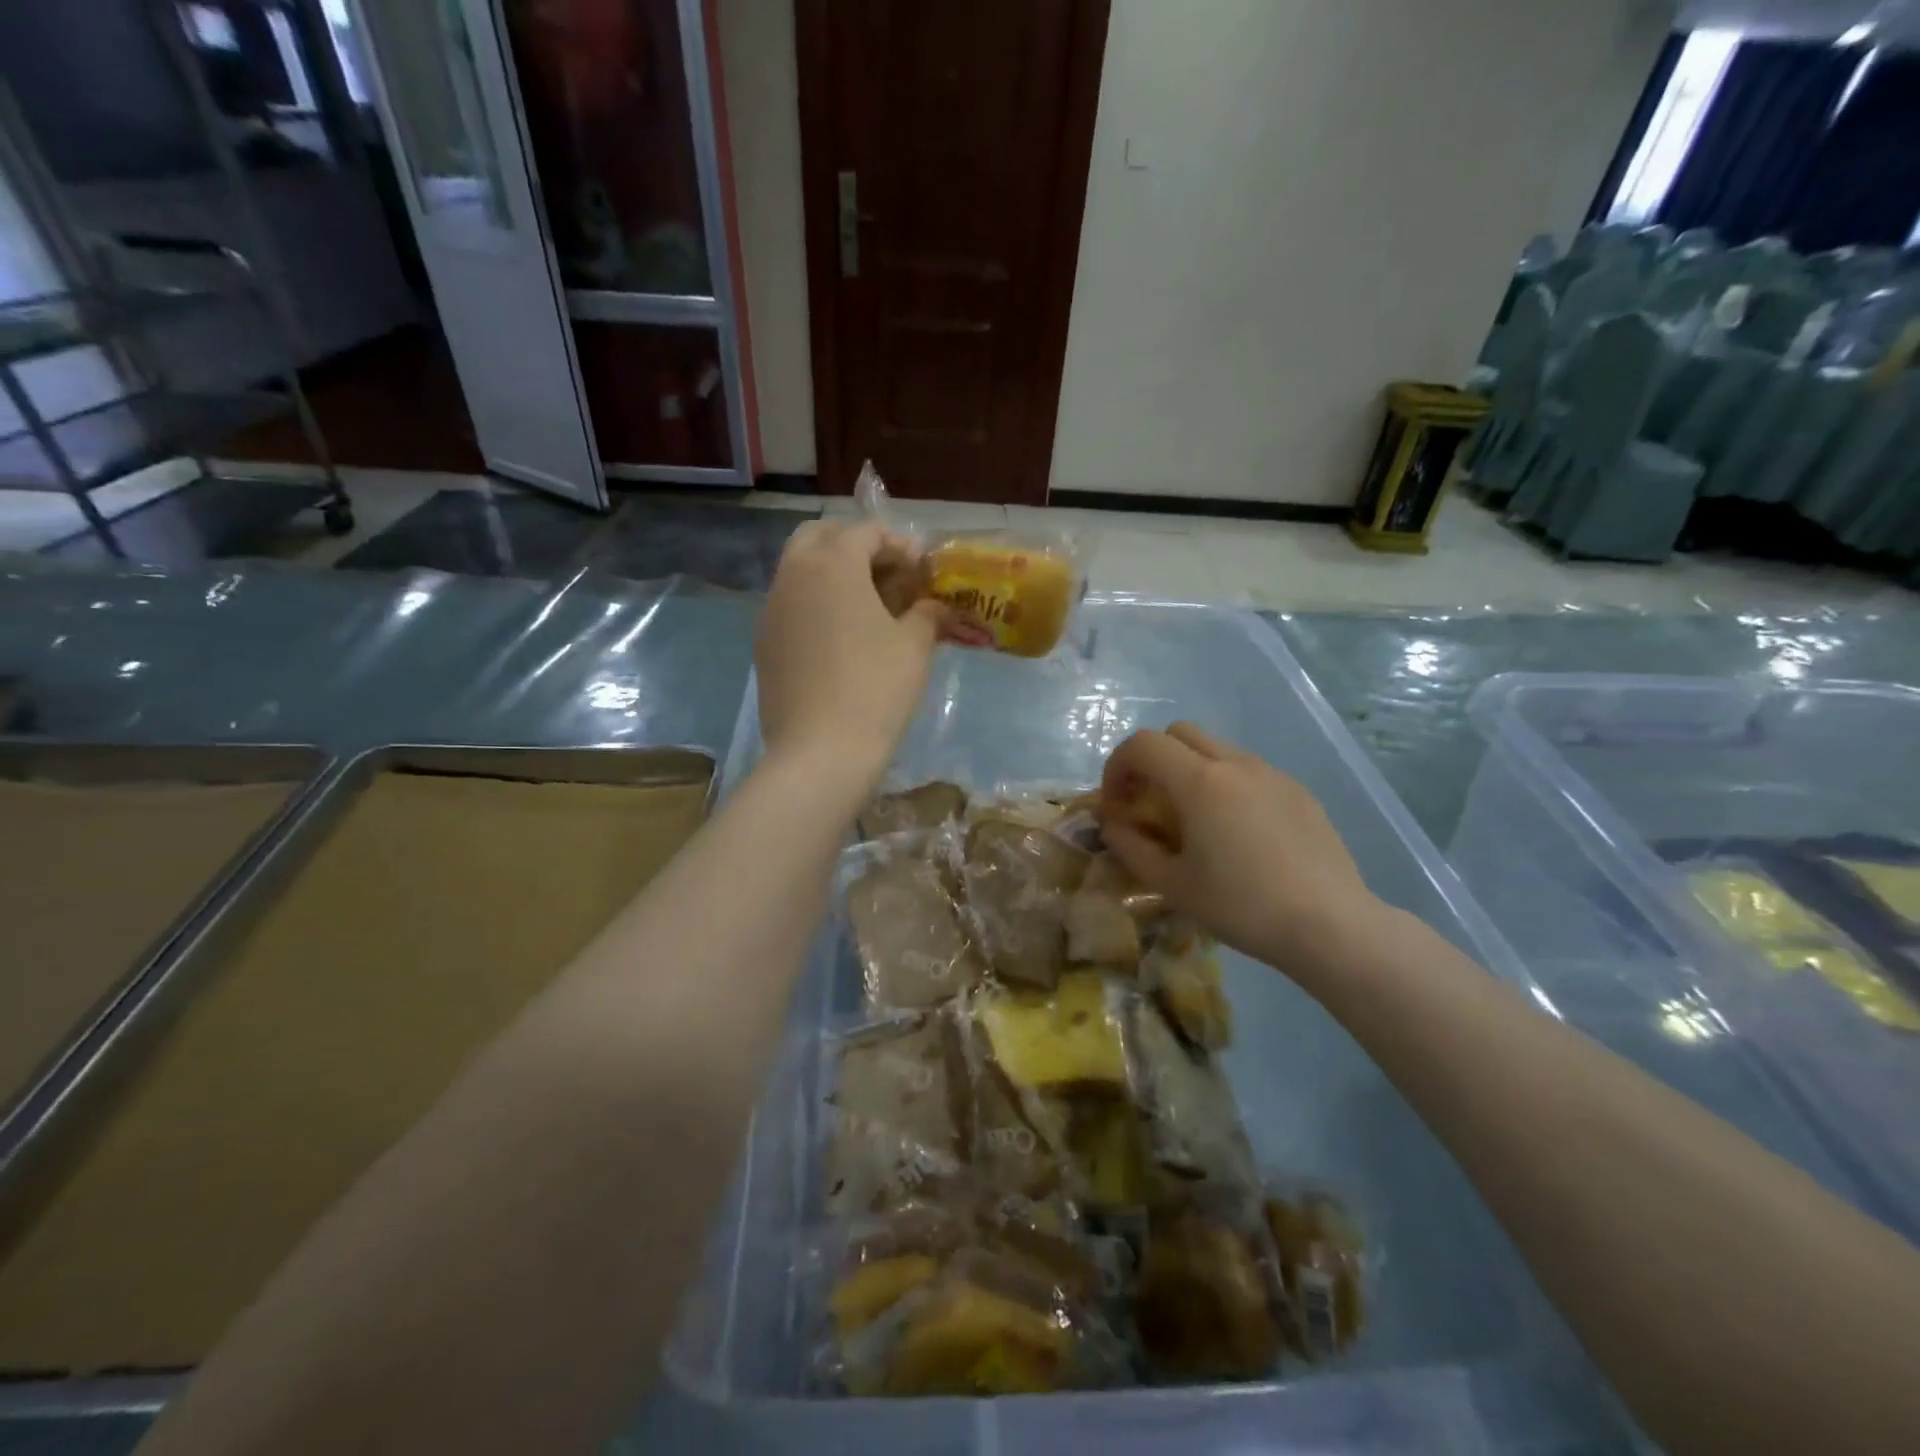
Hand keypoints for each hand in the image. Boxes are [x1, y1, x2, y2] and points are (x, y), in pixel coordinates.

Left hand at [756, 521, 946, 782]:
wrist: (821, 751)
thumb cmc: (876, 688)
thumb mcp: (915, 646)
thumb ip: (927, 613)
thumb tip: (934, 606)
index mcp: (832, 564)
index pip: (865, 532)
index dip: (898, 544)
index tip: (920, 568)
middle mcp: (793, 575)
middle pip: (819, 536)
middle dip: (853, 544)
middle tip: (886, 573)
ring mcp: (771, 609)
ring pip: (798, 569)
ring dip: (831, 573)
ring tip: (865, 606)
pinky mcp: (763, 642)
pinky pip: (789, 605)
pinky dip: (814, 604)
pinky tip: (839, 638)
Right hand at [1099, 723, 1378, 975]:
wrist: (1330, 925)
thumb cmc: (1242, 906)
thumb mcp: (1173, 885)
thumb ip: (1132, 848)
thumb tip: (1113, 825)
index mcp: (1200, 782)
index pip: (1143, 744)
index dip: (1118, 765)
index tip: (1116, 802)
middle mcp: (1236, 764)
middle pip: (1179, 733)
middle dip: (1153, 758)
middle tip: (1148, 801)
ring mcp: (1272, 774)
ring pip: (1217, 748)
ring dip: (1190, 769)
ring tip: (1193, 819)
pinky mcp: (1298, 791)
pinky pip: (1249, 771)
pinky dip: (1226, 784)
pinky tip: (1237, 832)